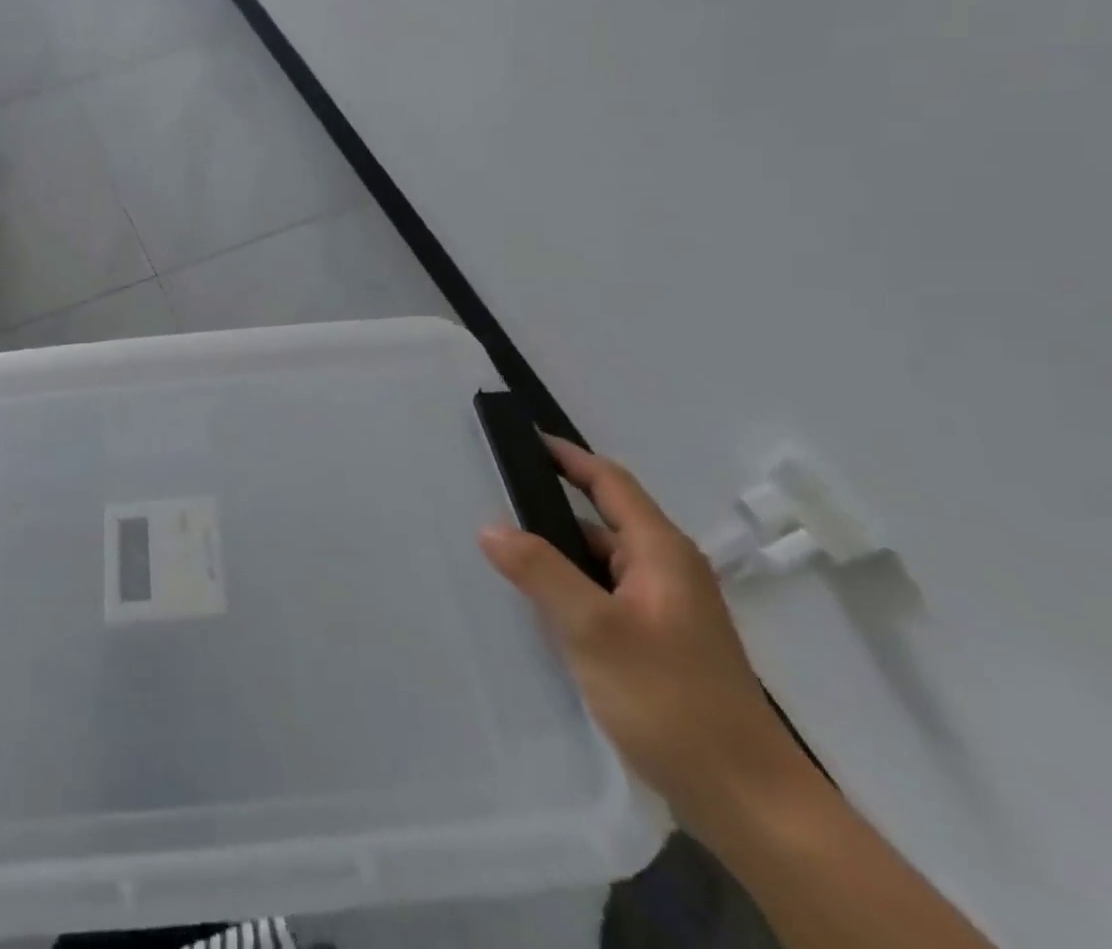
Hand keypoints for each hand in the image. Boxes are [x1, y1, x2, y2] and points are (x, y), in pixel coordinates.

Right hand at [478, 436, 808, 831]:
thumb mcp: (593, 630)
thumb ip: (540, 571)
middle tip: (495, 493)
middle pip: (604, 518)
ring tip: (503, 545)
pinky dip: (571, 584)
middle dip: (552, 502)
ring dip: (559, 548)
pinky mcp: (660, 643)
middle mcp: (668, 571)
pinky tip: (539, 603)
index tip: (524, 436)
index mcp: (661, 553)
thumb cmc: (671, 700)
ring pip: (602, 560)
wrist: (749, 802)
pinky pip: (605, 593)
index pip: (609, 482)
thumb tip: (490, 526)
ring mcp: (667, 609)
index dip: (567, 456)